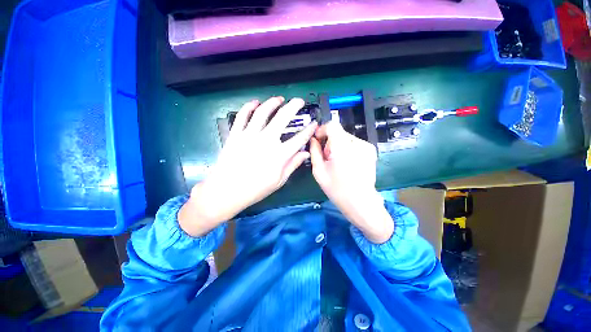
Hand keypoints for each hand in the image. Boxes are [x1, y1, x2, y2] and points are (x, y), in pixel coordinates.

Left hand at [179, 97, 316, 236]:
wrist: (227, 190)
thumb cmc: (255, 189)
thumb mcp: (279, 180)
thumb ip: (293, 164)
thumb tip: (305, 153)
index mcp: (279, 154)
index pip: (299, 139)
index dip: (308, 130)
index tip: (313, 123)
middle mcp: (266, 141)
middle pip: (283, 118)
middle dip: (293, 106)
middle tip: (299, 101)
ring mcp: (249, 135)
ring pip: (263, 112)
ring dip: (272, 103)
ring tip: (279, 99)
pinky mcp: (236, 134)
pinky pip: (242, 116)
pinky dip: (249, 107)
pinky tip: (255, 103)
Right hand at [310, 122, 393, 242]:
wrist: (361, 202)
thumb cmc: (337, 189)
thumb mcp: (319, 172)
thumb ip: (314, 152)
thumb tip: (313, 140)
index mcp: (342, 148)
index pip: (332, 125)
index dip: (322, 129)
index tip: (318, 140)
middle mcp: (357, 143)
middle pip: (338, 132)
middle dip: (329, 142)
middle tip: (327, 159)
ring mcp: (366, 147)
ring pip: (346, 138)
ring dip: (338, 147)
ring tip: (337, 163)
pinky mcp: (371, 151)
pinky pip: (354, 144)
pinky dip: (347, 150)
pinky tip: (347, 164)